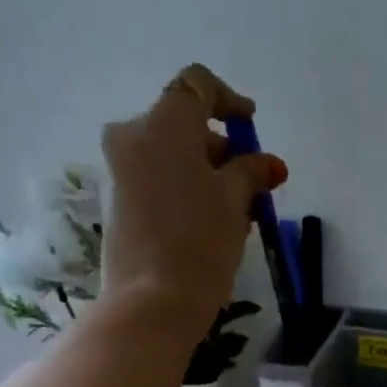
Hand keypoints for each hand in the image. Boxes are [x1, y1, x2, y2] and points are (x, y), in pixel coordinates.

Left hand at [99, 63, 287, 330]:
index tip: (252, 123)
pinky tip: (213, 223)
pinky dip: (188, 189)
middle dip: (222, 149)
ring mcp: (121, 168)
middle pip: (184, 124)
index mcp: (164, 123)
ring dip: (208, 173)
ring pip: (173, 155)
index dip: (230, 101)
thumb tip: (267, 162)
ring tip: (239, 212)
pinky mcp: (120, 200)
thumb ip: (251, 173)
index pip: (198, 86)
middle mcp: (134, 134)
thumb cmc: (201, 244)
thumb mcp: (235, 204)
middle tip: (255, 184)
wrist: (153, 301)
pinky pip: (160, 179)